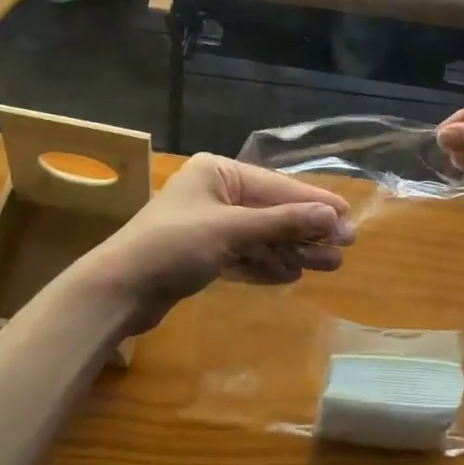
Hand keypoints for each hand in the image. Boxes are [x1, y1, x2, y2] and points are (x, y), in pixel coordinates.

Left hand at [75, 154, 355, 333]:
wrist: (116, 292)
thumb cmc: (172, 246)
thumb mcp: (231, 230)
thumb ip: (282, 223)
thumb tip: (332, 217)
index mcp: (218, 172)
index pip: (277, 186)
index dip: (314, 202)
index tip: (347, 216)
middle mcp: (216, 192)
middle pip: (272, 211)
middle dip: (307, 230)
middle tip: (345, 246)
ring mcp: (209, 224)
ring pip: (261, 235)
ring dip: (293, 250)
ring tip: (330, 265)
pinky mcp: (202, 255)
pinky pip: (245, 254)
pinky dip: (267, 264)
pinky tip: (293, 274)